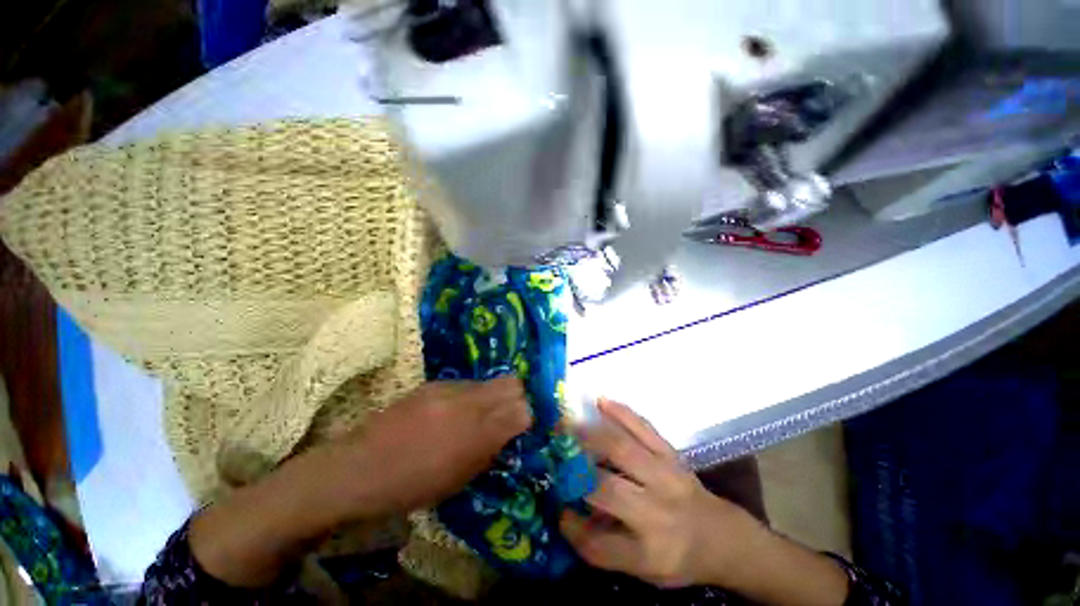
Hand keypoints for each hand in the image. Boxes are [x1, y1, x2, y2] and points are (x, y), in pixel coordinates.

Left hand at [318, 376, 532, 520]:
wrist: (357, 469)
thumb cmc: (409, 487)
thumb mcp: (458, 480)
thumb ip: (489, 450)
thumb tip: (509, 432)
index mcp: (476, 433)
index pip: (523, 410)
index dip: (527, 417)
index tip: (522, 428)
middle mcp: (468, 402)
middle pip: (513, 383)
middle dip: (517, 398)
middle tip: (508, 416)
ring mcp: (449, 388)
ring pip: (489, 381)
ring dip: (492, 396)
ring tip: (478, 415)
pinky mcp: (433, 383)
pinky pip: (466, 384)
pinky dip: (470, 396)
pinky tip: (453, 413)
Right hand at [560, 398, 758, 587]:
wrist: (724, 536)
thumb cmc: (681, 557)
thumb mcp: (645, 572)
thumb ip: (604, 549)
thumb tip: (566, 514)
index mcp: (653, 553)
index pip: (601, 546)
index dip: (572, 527)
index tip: (556, 509)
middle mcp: (660, 512)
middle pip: (607, 490)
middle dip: (574, 471)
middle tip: (551, 455)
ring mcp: (667, 475)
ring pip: (622, 450)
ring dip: (589, 436)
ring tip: (565, 425)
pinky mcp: (671, 453)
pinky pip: (643, 428)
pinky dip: (621, 412)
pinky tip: (601, 401)